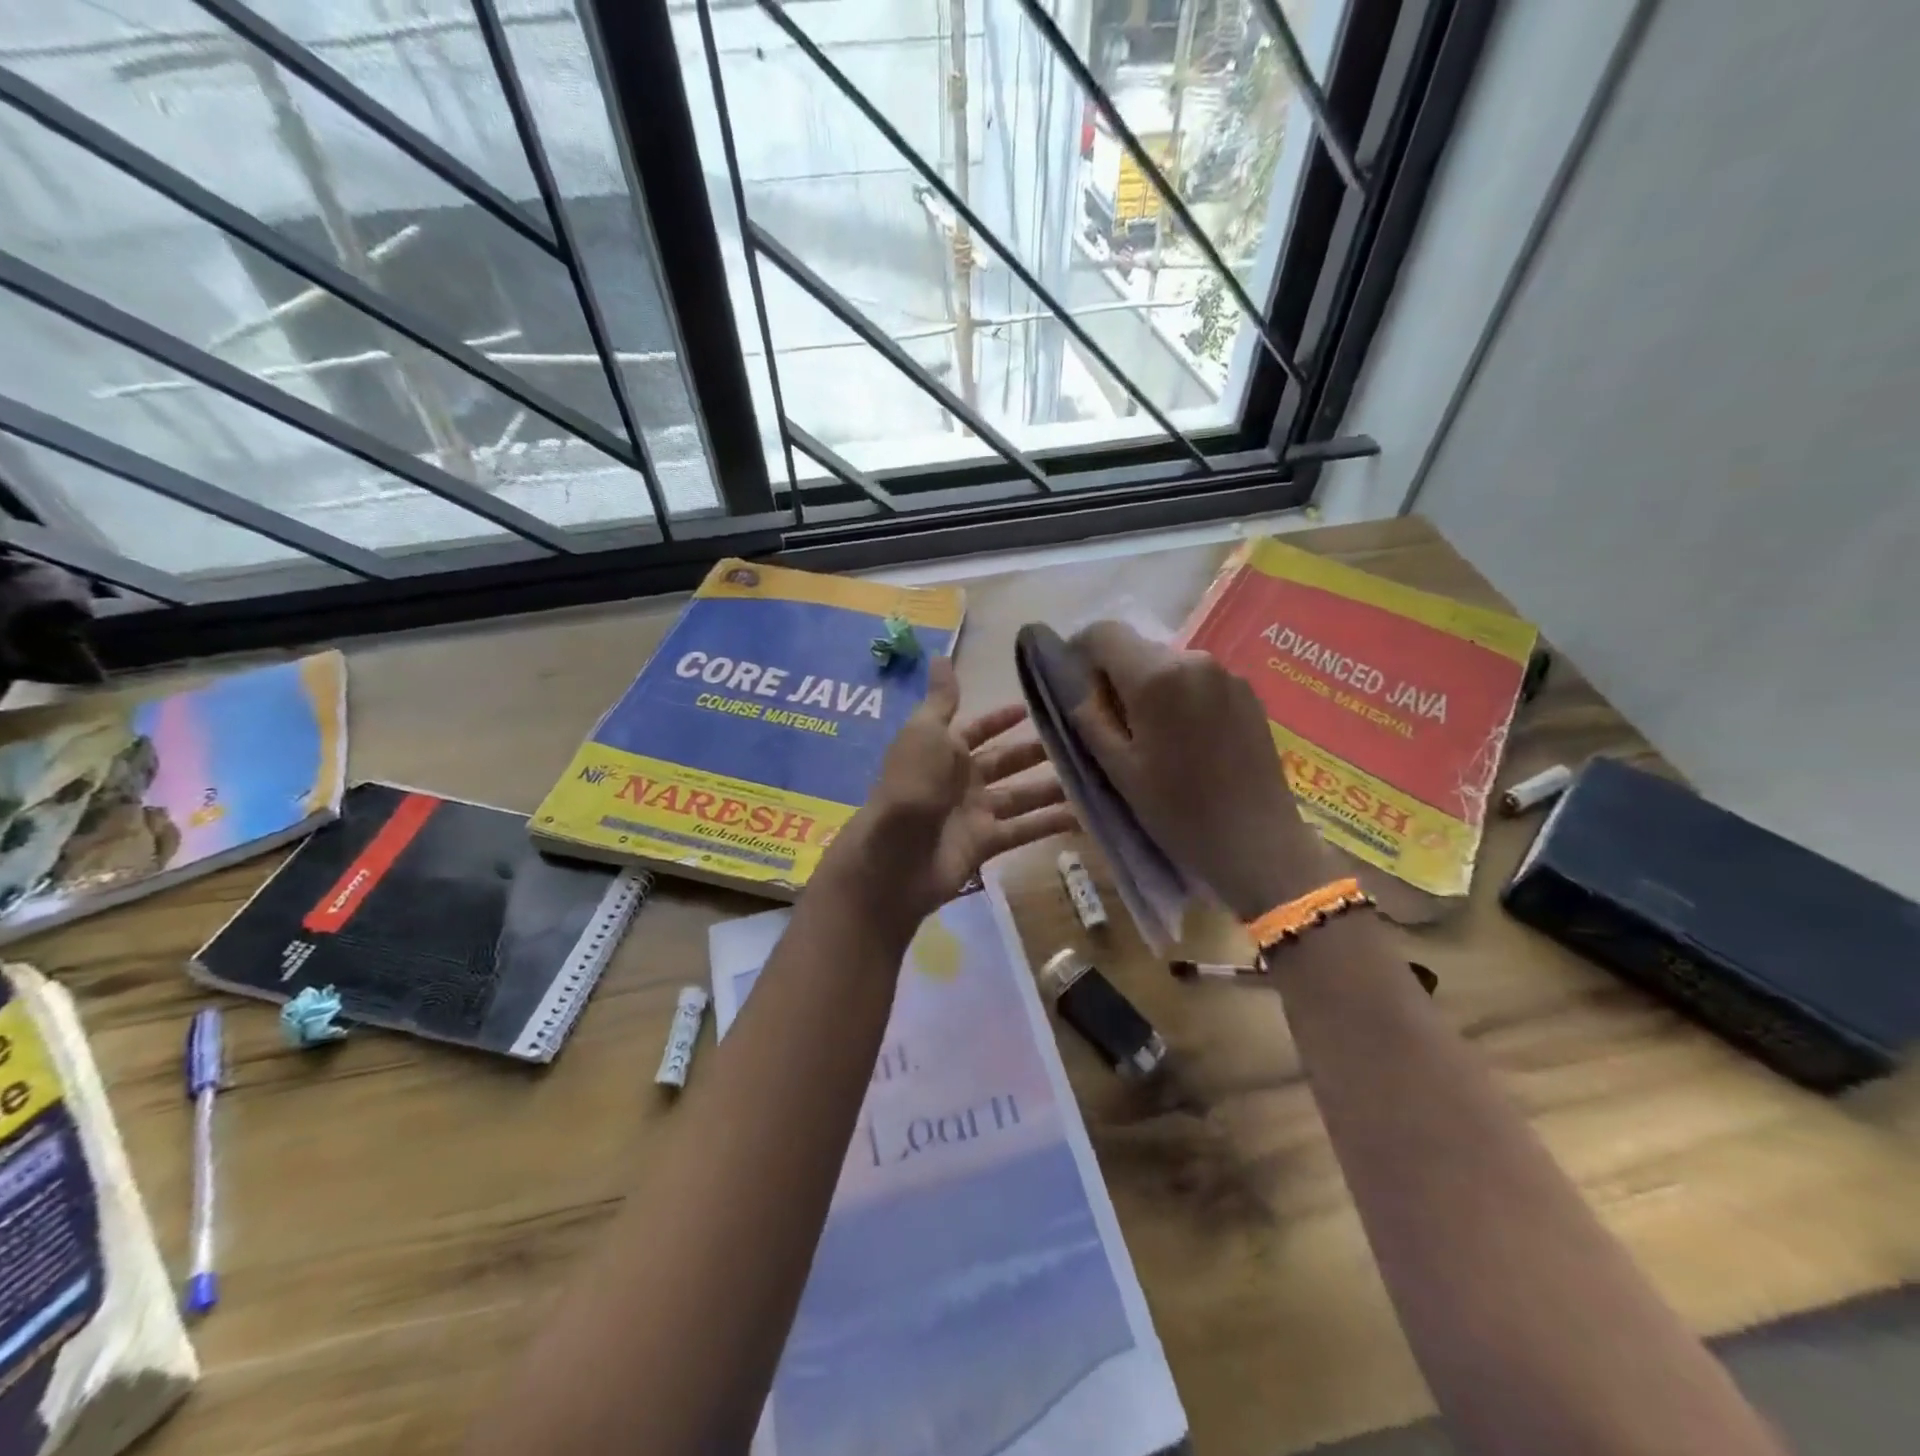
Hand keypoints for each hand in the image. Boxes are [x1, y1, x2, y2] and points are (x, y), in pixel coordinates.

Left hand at [831, 658, 1075, 922]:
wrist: (895, 855)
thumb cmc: (912, 784)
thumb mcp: (926, 732)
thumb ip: (942, 699)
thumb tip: (940, 655)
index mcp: (945, 750)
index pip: (978, 729)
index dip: (1002, 719)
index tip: (1034, 707)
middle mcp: (961, 780)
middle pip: (1005, 762)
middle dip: (1035, 752)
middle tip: (1078, 742)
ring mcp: (974, 813)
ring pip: (1020, 795)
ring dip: (1051, 787)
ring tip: (1092, 776)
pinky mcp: (986, 844)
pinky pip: (1024, 829)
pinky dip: (1050, 824)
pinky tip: (1084, 817)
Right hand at [1068, 620, 1331, 919]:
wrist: (1257, 842)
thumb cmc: (1177, 809)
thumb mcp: (1118, 768)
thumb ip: (1090, 718)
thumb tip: (1080, 689)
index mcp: (1156, 676)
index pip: (1103, 633)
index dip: (1080, 652)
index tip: (1076, 686)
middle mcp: (1194, 659)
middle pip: (1138, 649)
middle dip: (1116, 676)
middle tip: (1111, 722)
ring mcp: (1227, 674)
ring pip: (1168, 666)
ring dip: (1150, 689)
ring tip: (1151, 738)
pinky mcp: (1248, 692)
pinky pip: (1198, 681)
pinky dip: (1180, 698)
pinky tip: (1186, 741)